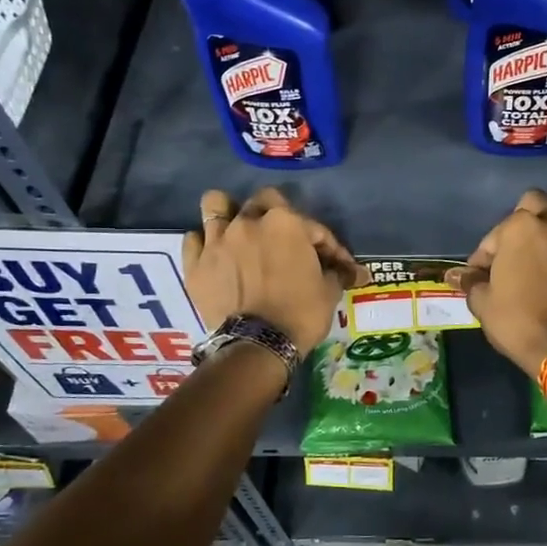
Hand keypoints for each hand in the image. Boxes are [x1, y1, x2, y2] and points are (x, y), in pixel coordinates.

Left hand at [184, 188, 358, 356]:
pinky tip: (215, 255)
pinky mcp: (196, 264)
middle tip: (284, 238)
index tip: (338, 266)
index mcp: (286, 223)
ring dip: (228, 212)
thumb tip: (353, 272)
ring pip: (216, 205)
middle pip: (262, 200)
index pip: (315, 227)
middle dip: (276, 214)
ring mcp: (218, 240)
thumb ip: (337, 273)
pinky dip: (204, 243)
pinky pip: (194, 239)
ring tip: (236, 228)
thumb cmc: (300, 314)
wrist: (259, 345)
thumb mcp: (329, 292)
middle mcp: (249, 222)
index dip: (329, 246)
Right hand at [452, 189, 546, 376]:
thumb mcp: (483, 304)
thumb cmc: (517, 323)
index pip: (496, 233)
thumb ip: (471, 282)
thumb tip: (455, 275)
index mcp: (519, 228)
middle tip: (524, 246)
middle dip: (527, 218)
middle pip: (538, 201)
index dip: (488, 253)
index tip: (485, 273)